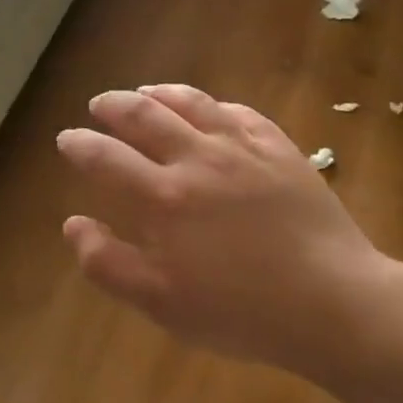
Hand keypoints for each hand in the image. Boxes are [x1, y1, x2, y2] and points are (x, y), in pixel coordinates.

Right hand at [56, 85, 394, 375]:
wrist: (334, 303)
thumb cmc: (241, 310)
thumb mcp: (162, 303)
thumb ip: (108, 263)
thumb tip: (73, 224)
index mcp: (164, 197)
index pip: (106, 157)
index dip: (80, 144)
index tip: (67, 138)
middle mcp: (198, 159)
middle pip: (144, 115)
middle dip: (113, 106)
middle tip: (99, 105)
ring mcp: (243, 148)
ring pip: (191, 102)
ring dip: (159, 93)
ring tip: (144, 92)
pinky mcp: (280, 148)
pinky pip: (239, 112)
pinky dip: (213, 104)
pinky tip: (208, 109)